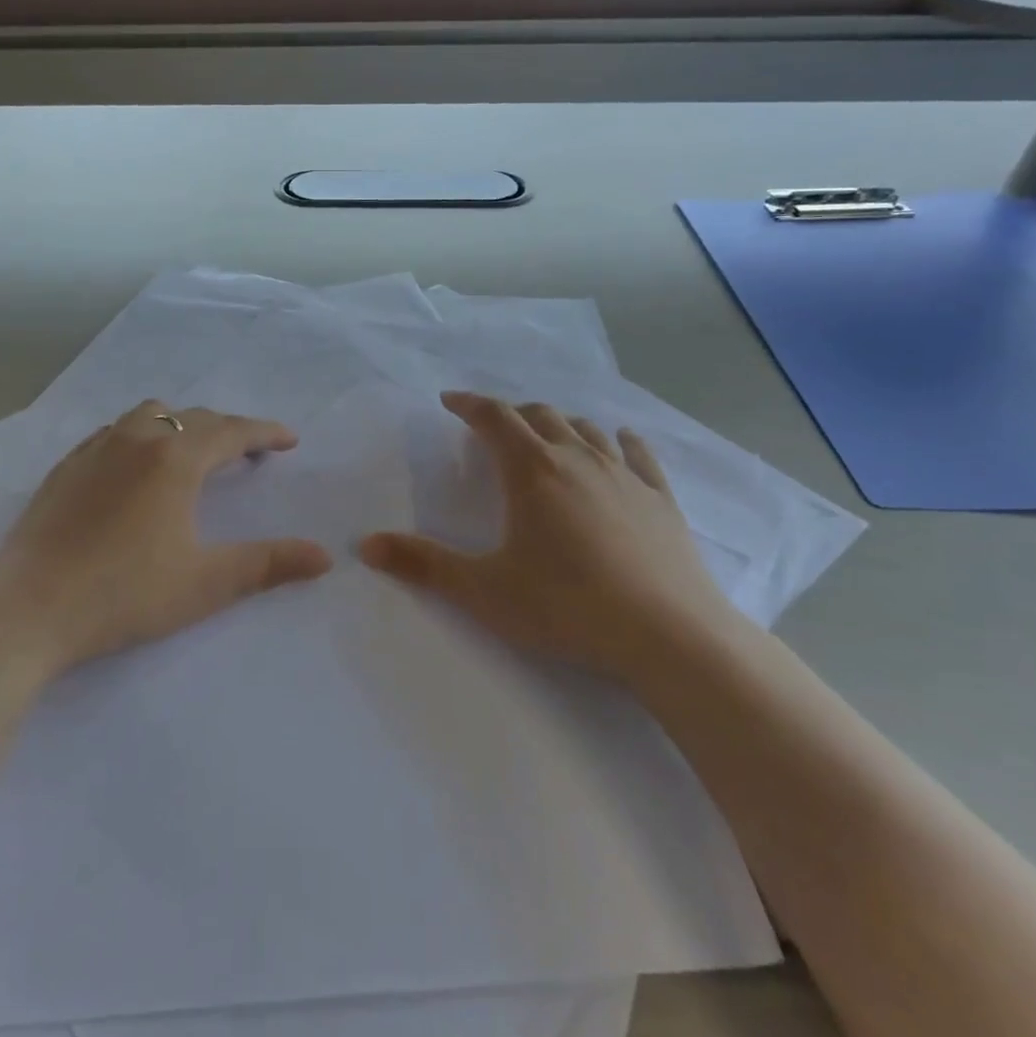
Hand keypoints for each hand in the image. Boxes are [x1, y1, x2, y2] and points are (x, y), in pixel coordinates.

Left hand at [0, 400, 332, 671]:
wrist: (26, 610)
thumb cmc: (124, 594)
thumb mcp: (206, 583)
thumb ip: (268, 564)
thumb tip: (324, 556)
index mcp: (174, 459)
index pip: (232, 432)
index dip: (265, 433)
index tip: (289, 440)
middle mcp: (136, 440)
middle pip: (193, 418)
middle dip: (228, 430)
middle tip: (250, 453)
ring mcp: (95, 450)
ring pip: (149, 415)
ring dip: (182, 425)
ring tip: (194, 452)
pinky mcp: (65, 468)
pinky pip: (115, 432)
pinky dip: (142, 435)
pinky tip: (136, 467)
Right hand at [359, 392, 733, 679]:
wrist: (669, 636)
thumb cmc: (566, 607)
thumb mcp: (483, 590)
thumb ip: (423, 565)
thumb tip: (366, 544)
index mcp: (531, 471)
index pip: (494, 418)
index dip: (469, 404)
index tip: (450, 401)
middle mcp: (577, 459)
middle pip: (540, 416)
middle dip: (511, 414)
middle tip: (494, 427)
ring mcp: (624, 475)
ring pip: (586, 429)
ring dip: (560, 424)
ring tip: (547, 435)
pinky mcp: (661, 499)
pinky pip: (638, 454)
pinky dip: (620, 441)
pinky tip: (620, 442)